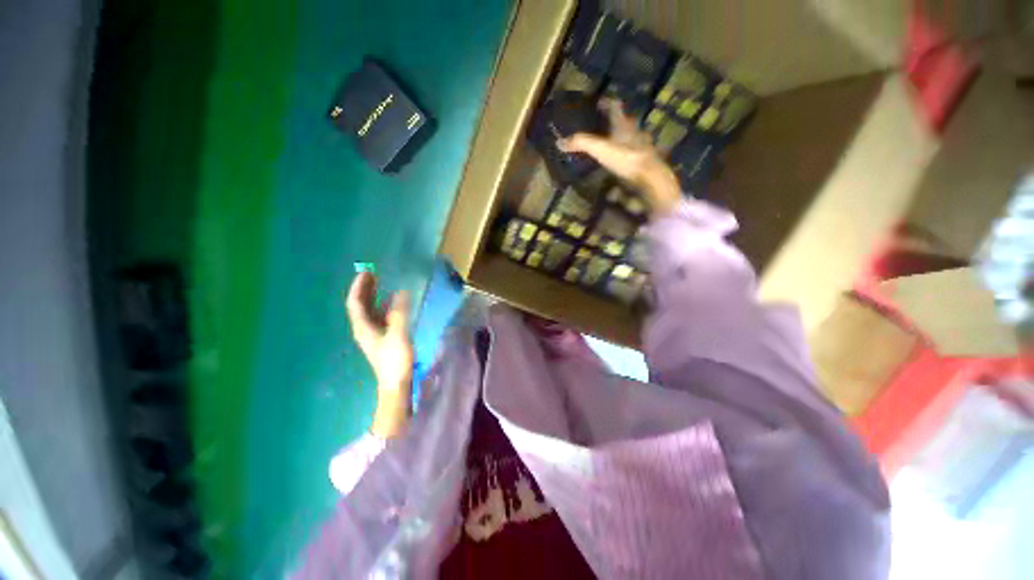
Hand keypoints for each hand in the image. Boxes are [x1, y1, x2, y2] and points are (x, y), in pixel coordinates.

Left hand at [346, 272, 413, 437]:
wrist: (396, 382)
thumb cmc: (395, 359)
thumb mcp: (398, 334)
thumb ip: (399, 313)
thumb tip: (401, 292)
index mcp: (363, 327)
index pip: (356, 302)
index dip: (359, 287)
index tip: (366, 272)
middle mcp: (364, 328)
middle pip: (360, 305)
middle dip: (365, 289)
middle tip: (372, 273)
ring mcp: (373, 334)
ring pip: (369, 310)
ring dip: (373, 296)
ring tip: (382, 284)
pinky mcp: (382, 338)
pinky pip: (379, 316)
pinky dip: (384, 306)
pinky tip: (393, 303)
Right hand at [558, 99, 681, 216]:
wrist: (649, 177)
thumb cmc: (625, 158)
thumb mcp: (599, 149)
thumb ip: (581, 144)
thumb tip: (559, 142)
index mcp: (623, 126)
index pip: (615, 108)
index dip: (608, 103)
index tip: (600, 101)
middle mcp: (635, 133)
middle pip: (627, 121)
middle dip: (619, 120)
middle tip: (609, 121)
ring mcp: (643, 147)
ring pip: (635, 137)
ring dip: (627, 136)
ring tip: (619, 140)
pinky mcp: (646, 162)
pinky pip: (638, 154)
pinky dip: (632, 154)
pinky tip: (627, 161)